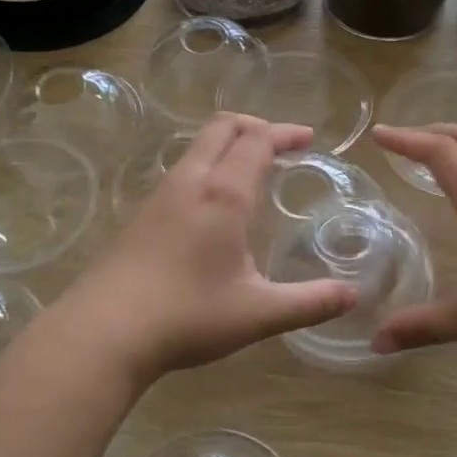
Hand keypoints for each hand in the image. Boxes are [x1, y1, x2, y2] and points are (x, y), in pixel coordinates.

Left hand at [57, 114, 359, 383]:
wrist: (104, 331)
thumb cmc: (187, 316)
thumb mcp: (258, 313)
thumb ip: (309, 302)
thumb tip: (353, 295)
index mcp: (223, 194)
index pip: (257, 141)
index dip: (285, 134)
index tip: (308, 139)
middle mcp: (190, 182)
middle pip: (222, 128)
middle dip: (256, 126)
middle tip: (282, 143)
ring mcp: (160, 196)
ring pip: (197, 148)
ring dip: (228, 145)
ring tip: (251, 168)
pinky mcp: (140, 215)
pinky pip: (181, 171)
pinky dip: (207, 166)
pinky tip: (212, 204)